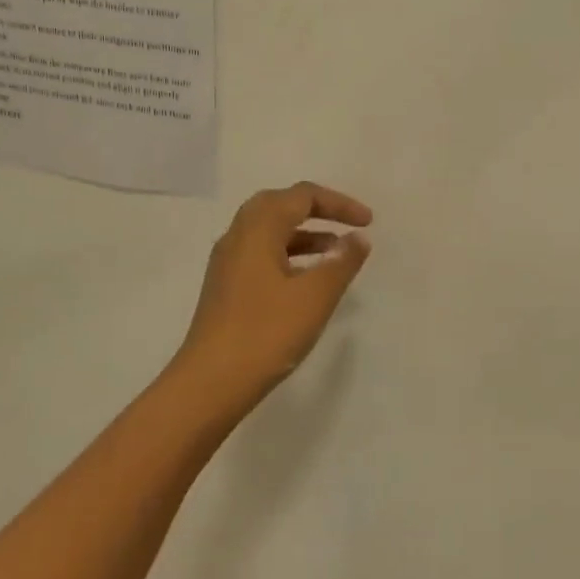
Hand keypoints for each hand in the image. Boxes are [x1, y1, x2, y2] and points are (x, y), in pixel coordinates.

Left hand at [171, 182, 372, 411]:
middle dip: (317, 210)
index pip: (301, 196)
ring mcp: (227, 263)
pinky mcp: (226, 287)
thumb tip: (358, 238)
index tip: (368, 222)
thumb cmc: (266, 333)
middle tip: (347, 226)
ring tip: (336, 253)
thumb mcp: (315, 297)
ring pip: (269, 231)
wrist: (211, 382)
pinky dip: (289, 254)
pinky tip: (307, 280)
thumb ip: (341, 262)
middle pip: (279, 204)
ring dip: (304, 234)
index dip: (338, 203)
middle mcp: (238, 237)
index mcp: (258, 229)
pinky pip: (261, 254)